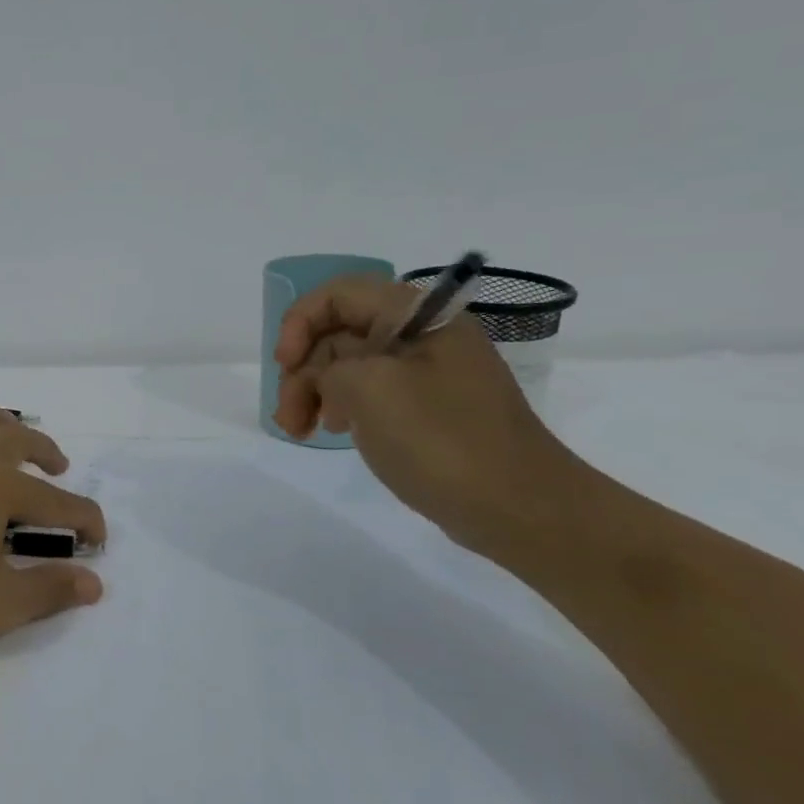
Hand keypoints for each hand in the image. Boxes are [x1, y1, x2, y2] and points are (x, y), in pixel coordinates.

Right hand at [273, 276, 589, 552]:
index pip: (339, 294)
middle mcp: (423, 335)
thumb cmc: (442, 440)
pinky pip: (370, 394)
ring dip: (315, 392)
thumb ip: (329, 365)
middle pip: (340, 333)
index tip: (284, 365)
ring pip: (350, 366)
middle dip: (303, 370)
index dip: (300, 323)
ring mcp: (427, 374)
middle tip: (287, 416)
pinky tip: (333, 431)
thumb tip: (327, 377)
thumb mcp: (369, 389)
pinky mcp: (427, 409)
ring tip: (299, 432)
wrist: (519, 509)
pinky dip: (342, 408)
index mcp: (419, 316)